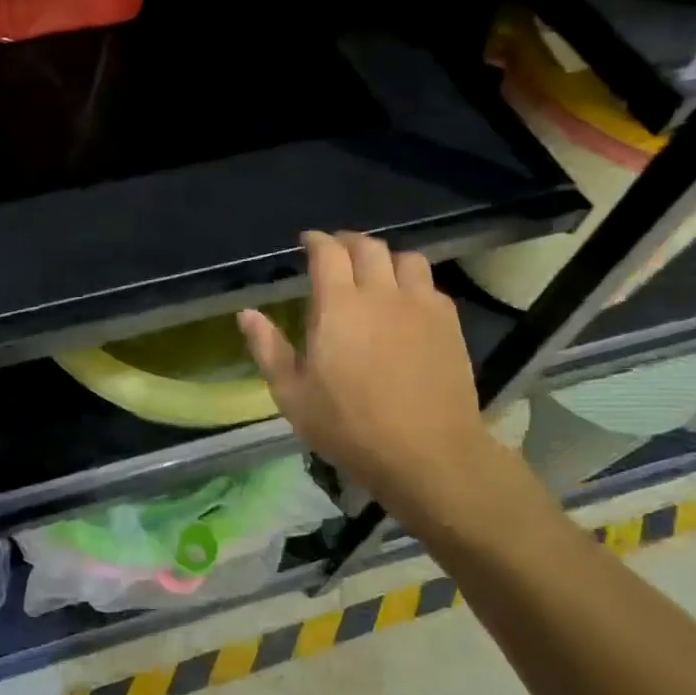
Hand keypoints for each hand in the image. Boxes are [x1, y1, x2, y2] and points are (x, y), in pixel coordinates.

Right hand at [239, 231, 502, 523]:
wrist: (427, 454)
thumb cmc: (350, 426)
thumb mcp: (293, 395)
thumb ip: (269, 348)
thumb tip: (246, 314)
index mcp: (339, 306)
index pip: (327, 253)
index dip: (315, 241)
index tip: (306, 242)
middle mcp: (381, 294)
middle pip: (368, 247)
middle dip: (348, 242)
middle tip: (335, 251)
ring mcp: (420, 306)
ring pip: (406, 259)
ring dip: (385, 257)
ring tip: (375, 272)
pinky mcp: (449, 324)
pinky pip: (430, 285)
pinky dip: (412, 282)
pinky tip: (405, 303)